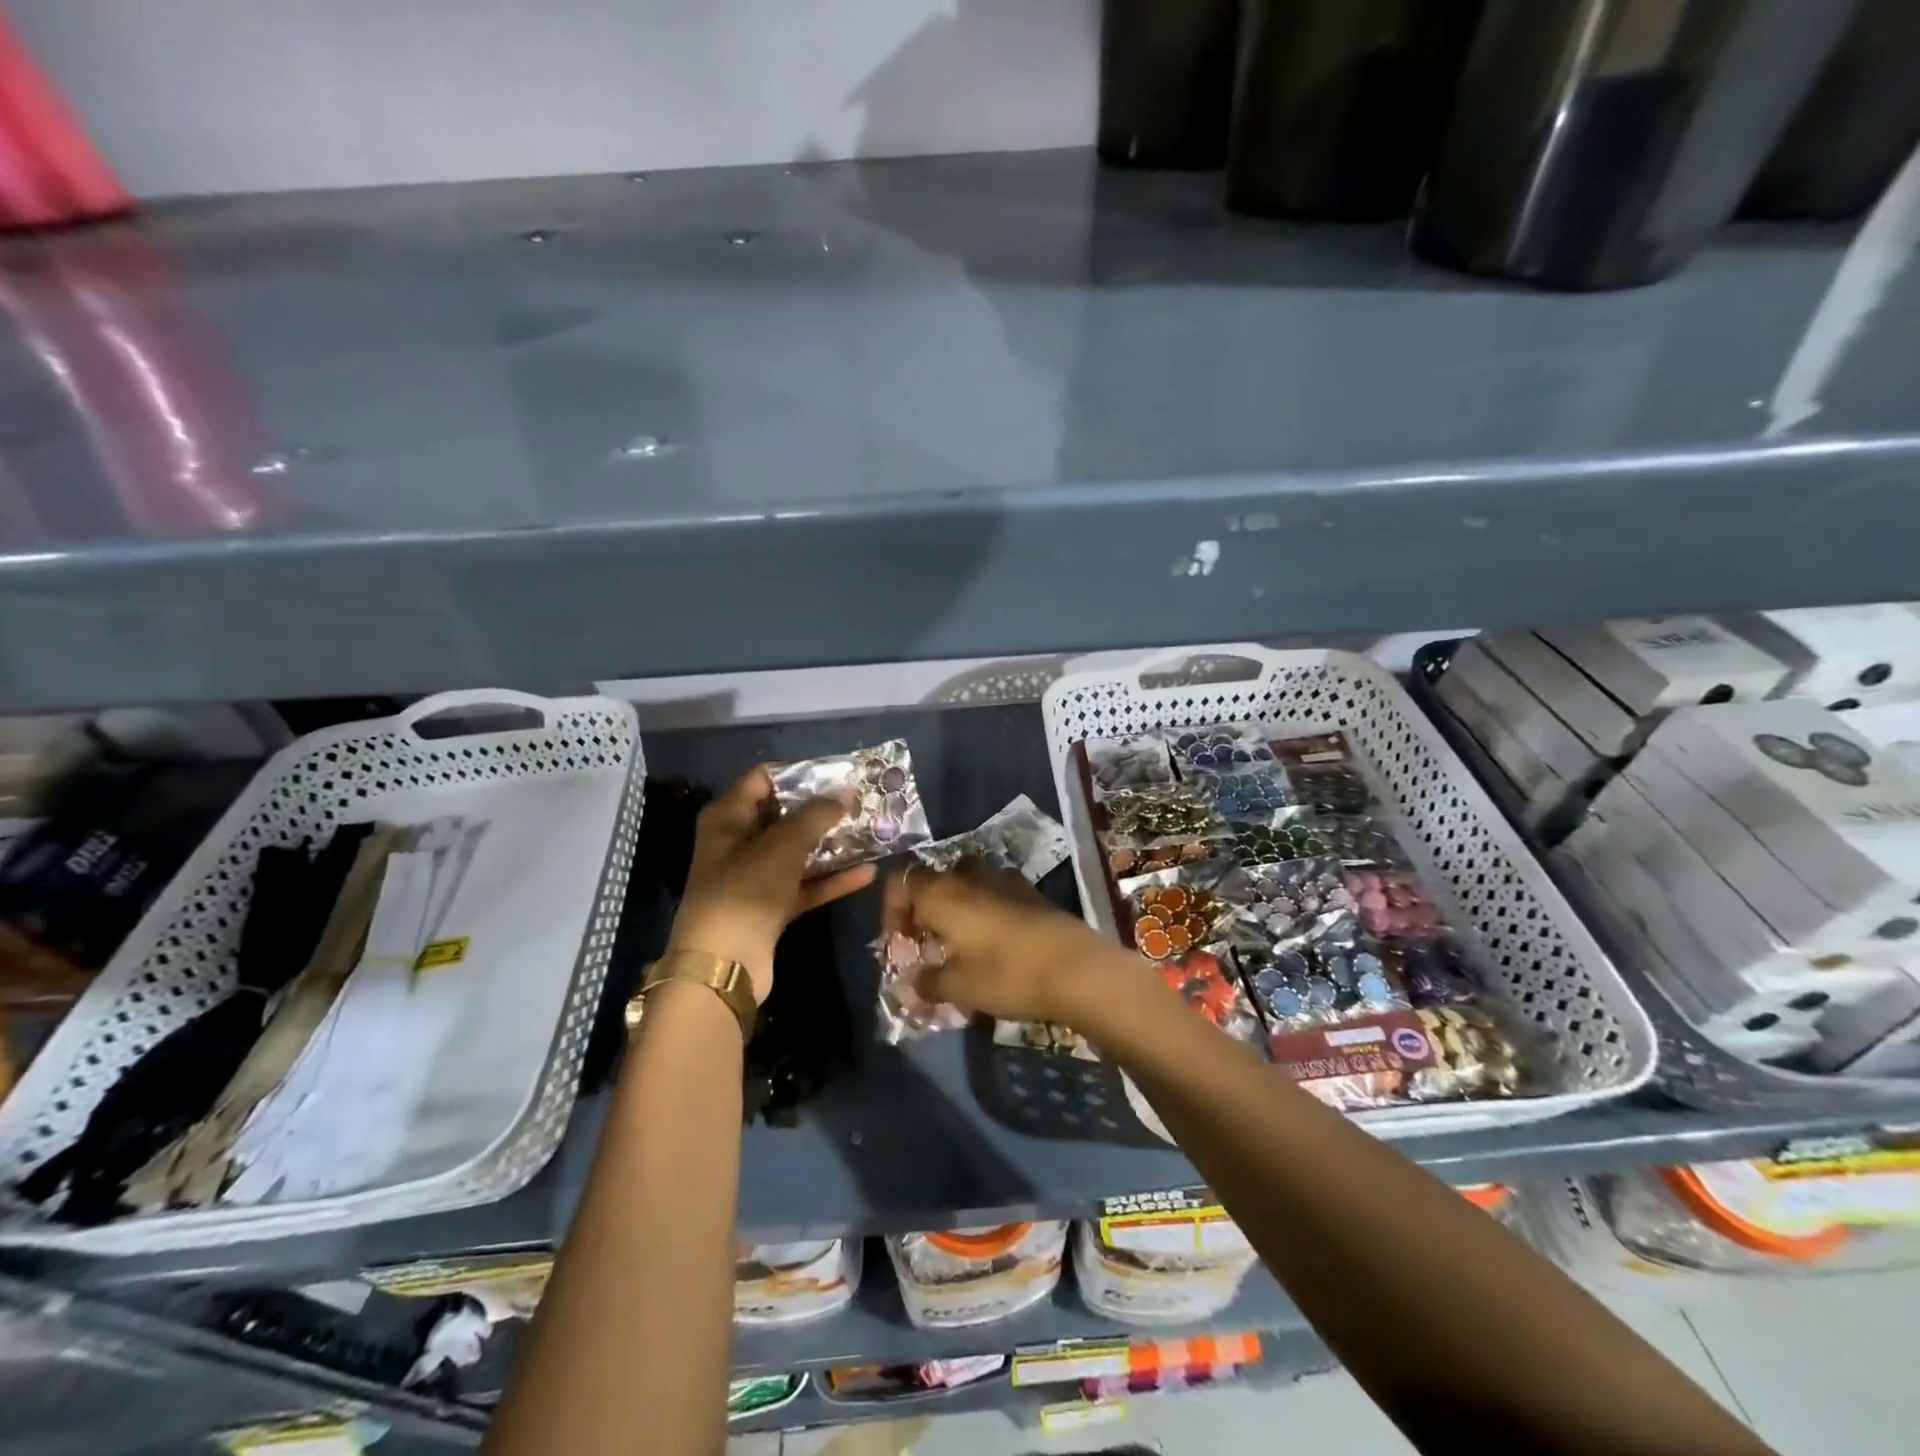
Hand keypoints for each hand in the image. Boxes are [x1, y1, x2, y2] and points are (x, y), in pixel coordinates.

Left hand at [670, 766, 875, 1002]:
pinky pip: (806, 885)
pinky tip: (867, 873)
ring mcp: (755, 877)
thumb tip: (844, 794)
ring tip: (870, 832)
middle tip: (860, 802)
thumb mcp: (783, 844)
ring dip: (831, 844)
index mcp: (728, 817)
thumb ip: (816, 815)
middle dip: (821, 809)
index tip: (836, 774)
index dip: (799, 772)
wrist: (723, 964)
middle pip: (784, 815)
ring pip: (798, 852)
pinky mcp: (771, 907)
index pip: (763, 778)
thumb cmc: (746, 889)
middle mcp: (739, 843)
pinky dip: (832, 880)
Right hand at [886, 860, 1124, 1025]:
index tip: (900, 945)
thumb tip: (912, 983)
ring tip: (959, 944)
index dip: (893, 911)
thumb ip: (928, 982)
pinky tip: (993, 942)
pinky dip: (984, 910)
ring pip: (966, 883)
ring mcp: (1004, 879)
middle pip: (934, 881)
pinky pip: (994, 892)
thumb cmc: (1007, 974)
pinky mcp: (1031, 892)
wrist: (1076, 968)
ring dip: (955, 907)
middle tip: (927, 945)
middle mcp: (970, 876)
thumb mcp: (959, 987)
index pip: (902, 882)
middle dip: (924, 909)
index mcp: (943, 893)